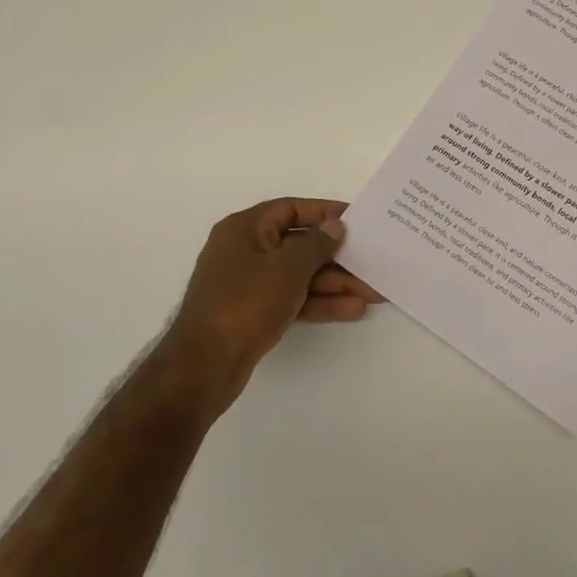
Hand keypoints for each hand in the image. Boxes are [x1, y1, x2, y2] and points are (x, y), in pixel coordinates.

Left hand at [159, 198, 382, 413]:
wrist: (203, 367)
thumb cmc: (245, 304)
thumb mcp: (287, 268)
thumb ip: (316, 244)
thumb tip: (335, 226)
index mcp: (245, 229)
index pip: (291, 209)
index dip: (325, 212)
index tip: (357, 219)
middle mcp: (245, 250)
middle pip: (300, 245)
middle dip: (338, 257)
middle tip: (372, 262)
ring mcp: (249, 283)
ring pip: (300, 275)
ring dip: (335, 283)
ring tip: (372, 292)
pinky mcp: (254, 312)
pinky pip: (293, 298)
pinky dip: (319, 302)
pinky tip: (351, 310)